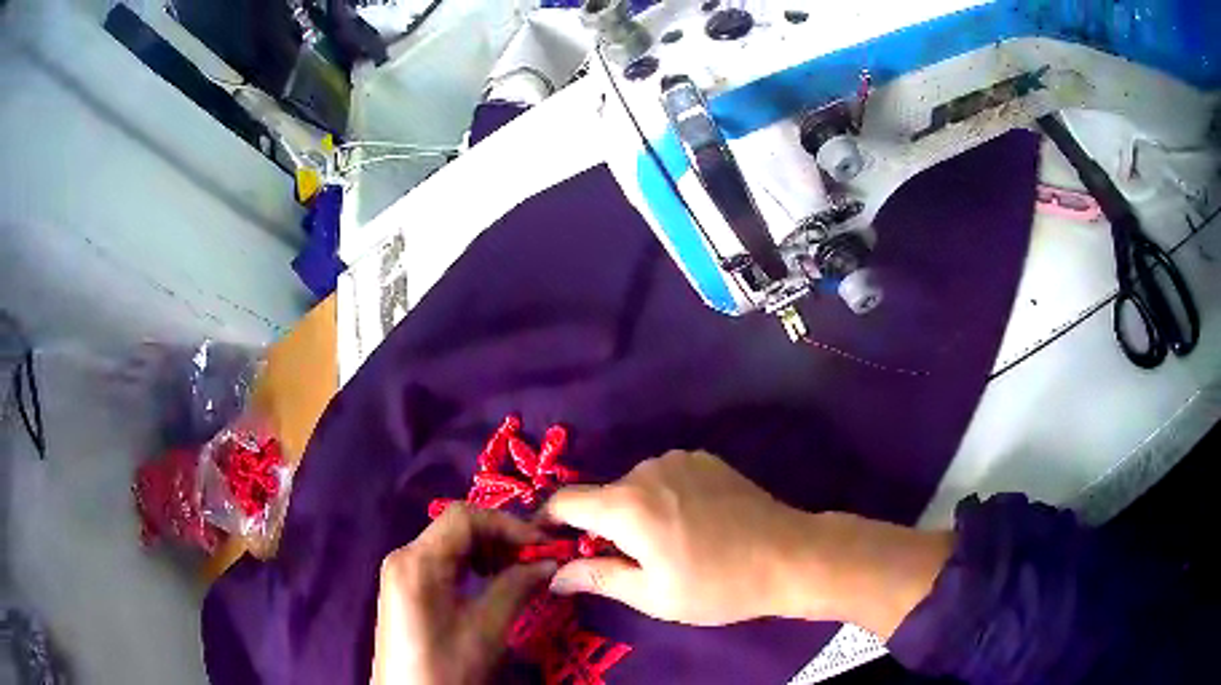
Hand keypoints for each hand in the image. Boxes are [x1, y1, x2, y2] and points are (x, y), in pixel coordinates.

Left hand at [372, 504, 556, 684]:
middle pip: (455, 527)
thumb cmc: (447, 666)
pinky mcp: (403, 587)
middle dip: (498, 538)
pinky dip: (468, 565)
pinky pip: (439, 562)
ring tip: (515, 574)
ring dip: (485, 551)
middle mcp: (403, 556)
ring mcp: (399, 572)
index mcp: (417, 561)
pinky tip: (487, 584)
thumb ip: (516, 587)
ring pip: (448, 543)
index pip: (464, 517)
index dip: (507, 524)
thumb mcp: (487, 628)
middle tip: (533, 560)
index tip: (540, 545)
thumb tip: (548, 562)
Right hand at [543, 450, 818, 625]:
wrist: (789, 555)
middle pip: (603, 497)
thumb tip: (554, 576)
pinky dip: (664, 498)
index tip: (553, 546)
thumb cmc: (717, 584)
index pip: (564, 501)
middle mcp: (646, 470)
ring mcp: (679, 459)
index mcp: (626, 505)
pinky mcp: (705, 458)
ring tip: (671, 545)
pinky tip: (694, 523)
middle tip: (631, 562)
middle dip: (603, 527)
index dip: (550, 523)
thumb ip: (597, 578)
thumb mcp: (652, 594)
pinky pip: (666, 477)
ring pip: (635, 487)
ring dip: (637, 512)